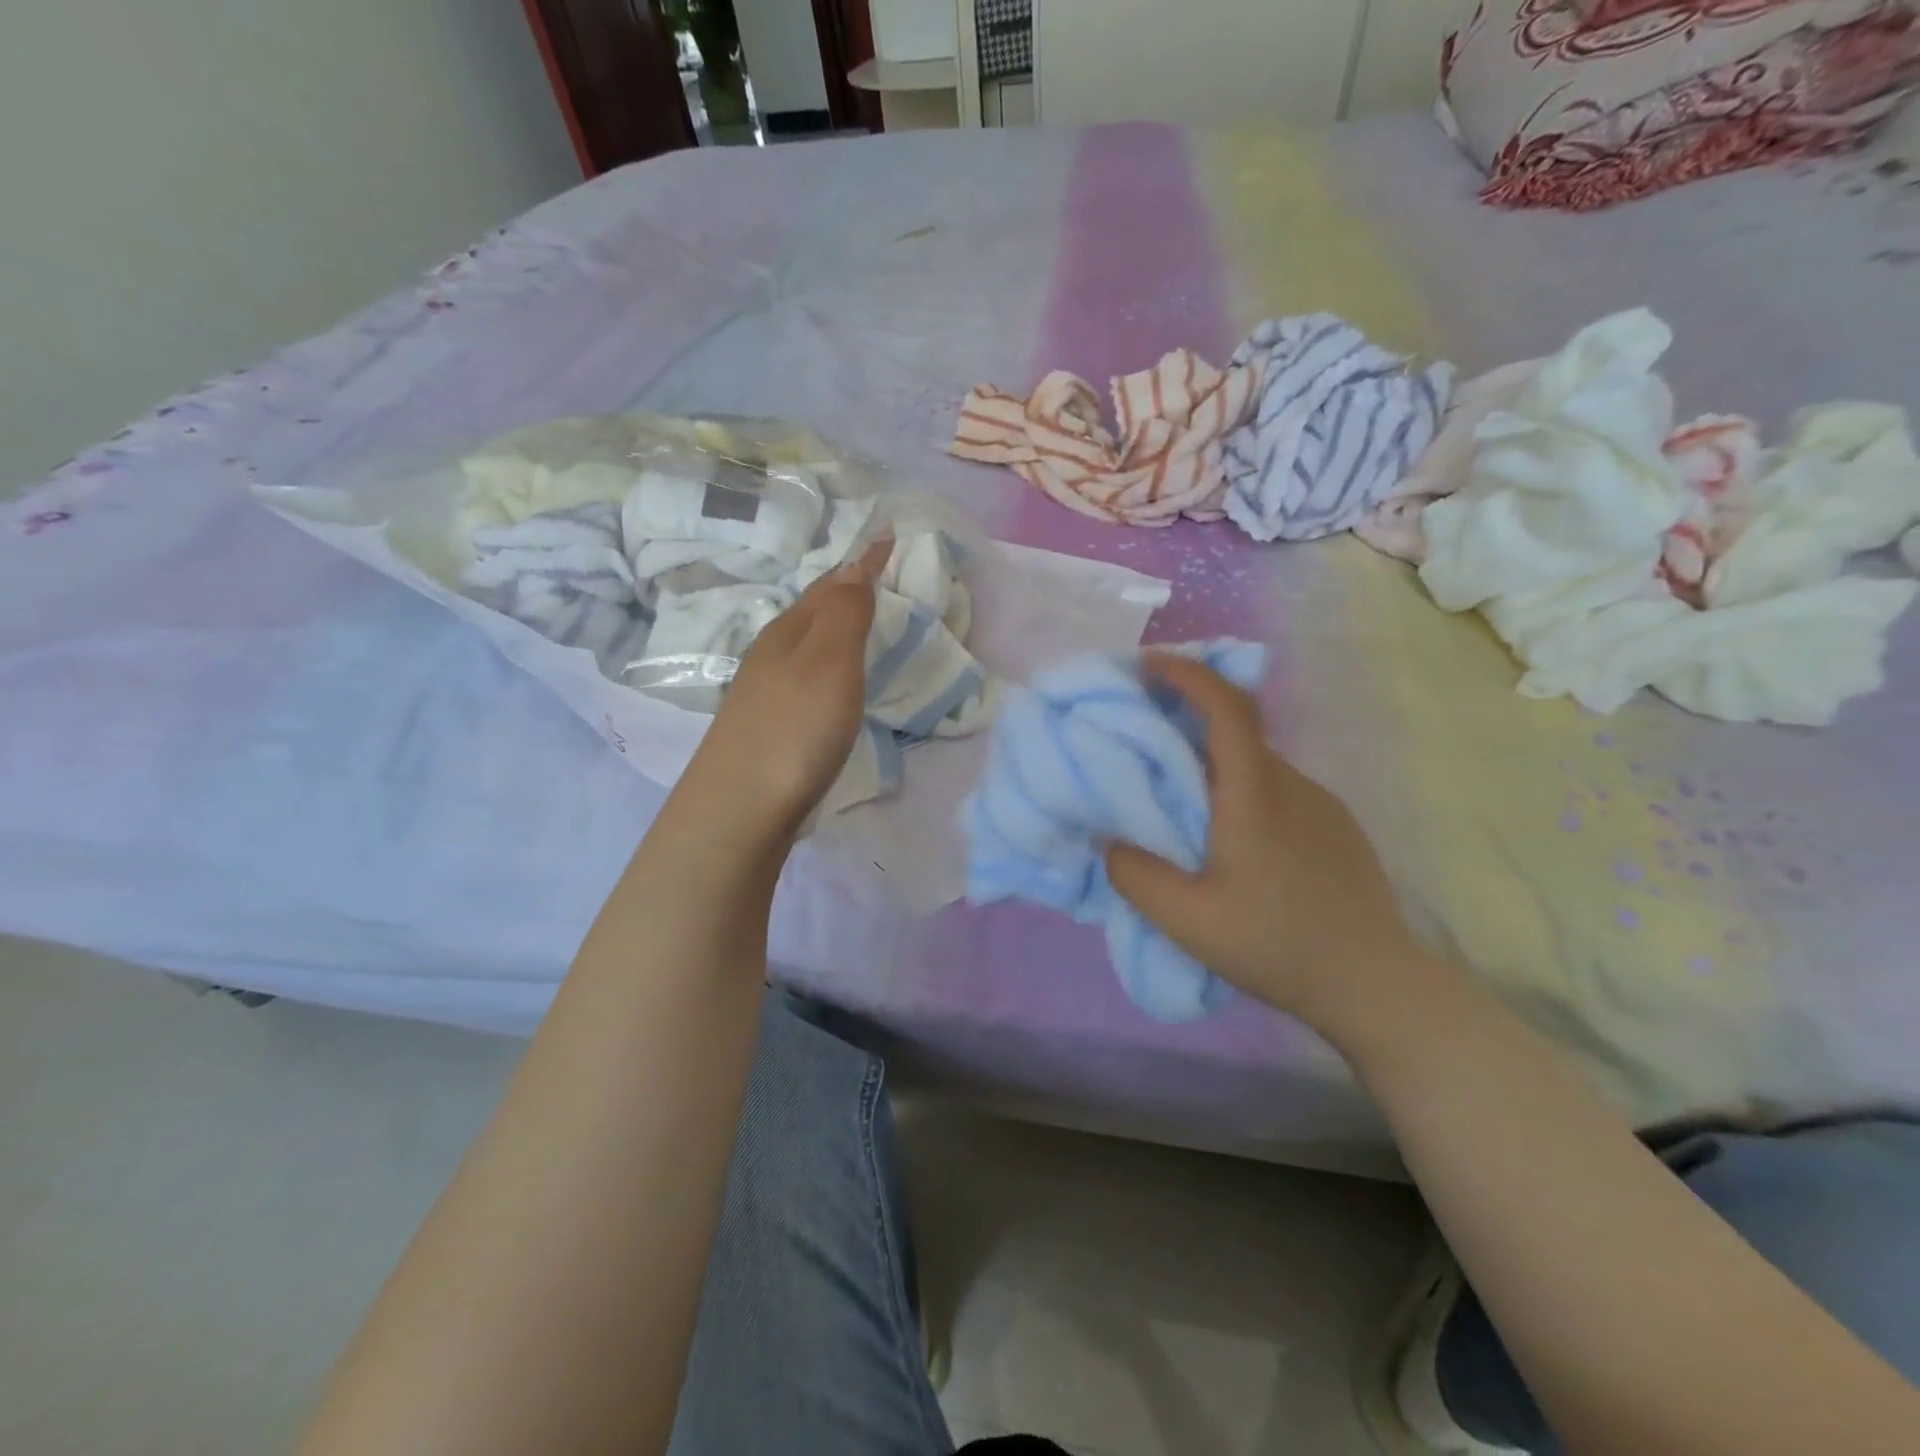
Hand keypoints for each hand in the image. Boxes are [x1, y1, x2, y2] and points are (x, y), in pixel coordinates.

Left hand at [673, 541, 887, 848]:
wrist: (739, 810)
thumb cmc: (793, 731)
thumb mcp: (828, 663)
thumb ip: (845, 614)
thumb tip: (854, 565)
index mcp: (789, 633)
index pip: (832, 585)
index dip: (862, 562)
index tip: (888, 538)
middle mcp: (772, 656)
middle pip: (812, 611)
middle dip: (844, 589)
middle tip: (876, 576)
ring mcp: (765, 695)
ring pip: (806, 646)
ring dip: (833, 628)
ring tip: (859, 623)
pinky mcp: (769, 730)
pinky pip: (805, 679)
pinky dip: (826, 666)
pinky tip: (830, 684)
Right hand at [1105, 656, 1435, 1034]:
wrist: (1377, 984)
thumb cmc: (1277, 945)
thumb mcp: (1188, 921)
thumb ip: (1135, 875)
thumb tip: (1109, 841)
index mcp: (1254, 794)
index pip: (1227, 706)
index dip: (1188, 674)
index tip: (1148, 666)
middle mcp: (1291, 784)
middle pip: (1237, 729)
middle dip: (1187, 716)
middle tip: (1142, 735)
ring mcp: (1320, 804)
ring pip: (1255, 763)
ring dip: (1213, 760)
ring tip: (1177, 798)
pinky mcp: (1336, 827)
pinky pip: (1276, 789)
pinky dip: (1240, 787)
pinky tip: (1228, 838)